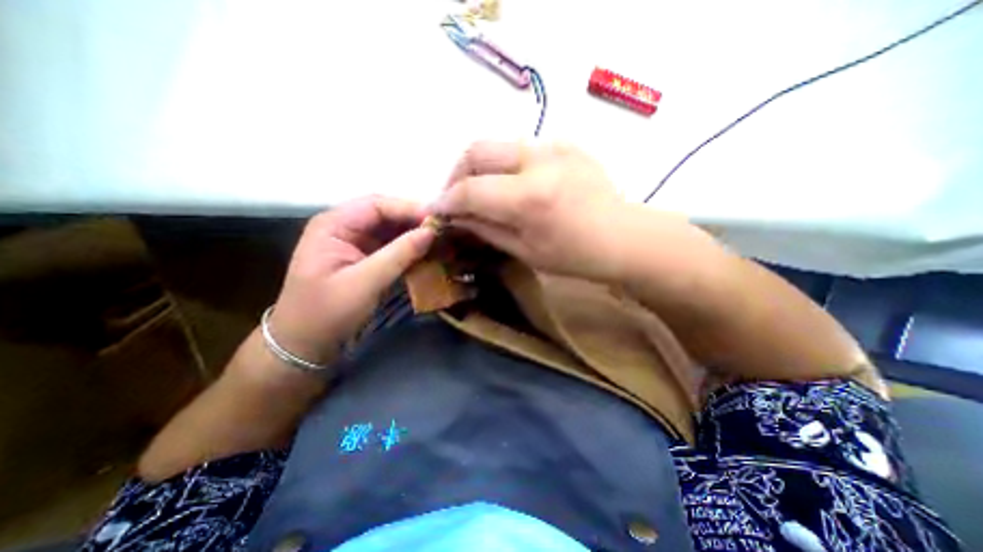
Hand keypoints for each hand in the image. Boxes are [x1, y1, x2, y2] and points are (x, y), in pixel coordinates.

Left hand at [271, 196, 434, 363]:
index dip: (409, 209)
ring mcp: (356, 243)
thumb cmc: (327, 313)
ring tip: (442, 240)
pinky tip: (428, 253)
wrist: (305, 344)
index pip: (377, 205)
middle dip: (415, 221)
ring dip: (415, 235)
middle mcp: (345, 227)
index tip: (439, 220)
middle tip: (444, 230)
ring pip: (392, 230)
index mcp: (334, 224)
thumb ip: (399, 254)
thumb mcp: (364, 282)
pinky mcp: (366, 258)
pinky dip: (411, 249)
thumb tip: (431, 231)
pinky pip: (392, 246)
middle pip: (386, 214)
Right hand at [432, 141, 629, 282]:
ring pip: (496, 144)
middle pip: (477, 151)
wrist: (623, 237)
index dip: (446, 200)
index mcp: (529, 198)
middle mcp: (539, 161)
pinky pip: (520, 148)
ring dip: (479, 167)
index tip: (435, 209)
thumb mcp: (525, 251)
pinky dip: (504, 164)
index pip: (471, 190)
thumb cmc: (575, 256)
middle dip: (456, 174)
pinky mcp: (565, 143)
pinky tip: (510, 184)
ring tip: (479, 190)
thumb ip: (486, 228)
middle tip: (454, 196)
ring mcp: (555, 146)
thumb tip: (455, 216)